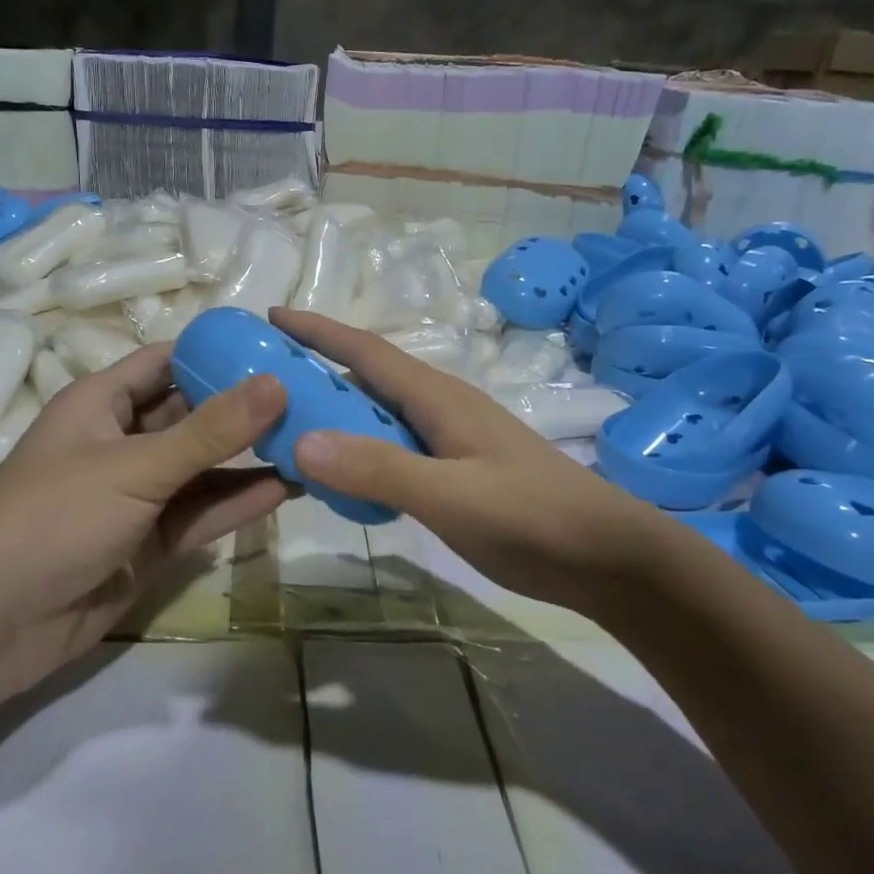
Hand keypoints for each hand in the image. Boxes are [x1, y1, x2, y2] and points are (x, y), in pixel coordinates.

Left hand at [0, 343, 290, 705]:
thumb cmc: (55, 517)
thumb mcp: (136, 466)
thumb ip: (210, 430)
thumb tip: (276, 383)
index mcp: (102, 402)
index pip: (167, 361)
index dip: (218, 353)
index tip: (279, 351)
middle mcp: (122, 441)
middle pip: (193, 414)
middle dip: (246, 408)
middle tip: (312, 398)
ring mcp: (137, 495)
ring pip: (203, 468)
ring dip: (250, 457)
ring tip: (313, 442)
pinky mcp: (150, 542)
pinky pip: (201, 513)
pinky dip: (239, 502)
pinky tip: (287, 489)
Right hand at [272, 308, 671, 609]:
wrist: (608, 556)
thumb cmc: (533, 517)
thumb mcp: (452, 496)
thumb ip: (379, 469)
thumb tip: (302, 441)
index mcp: (438, 397)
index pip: (366, 351)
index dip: (318, 331)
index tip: (272, 318)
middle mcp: (441, 407)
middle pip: (368, 378)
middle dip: (317, 372)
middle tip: (265, 385)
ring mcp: (452, 440)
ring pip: (380, 415)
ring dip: (337, 414)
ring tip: (290, 428)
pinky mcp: (458, 470)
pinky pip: (395, 447)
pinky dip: (361, 450)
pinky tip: (343, 476)